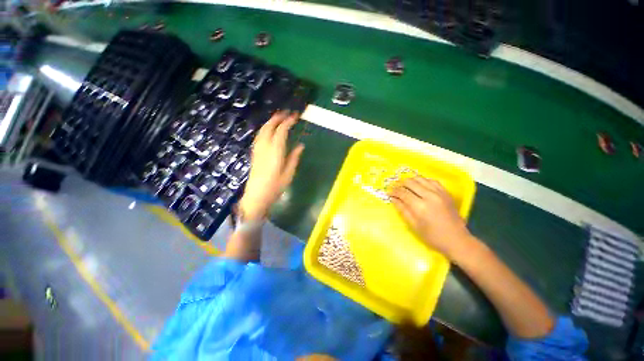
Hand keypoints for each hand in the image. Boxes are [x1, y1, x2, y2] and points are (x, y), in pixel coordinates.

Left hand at [239, 111, 304, 220]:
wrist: (256, 196)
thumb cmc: (275, 187)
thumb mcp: (288, 173)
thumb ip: (294, 157)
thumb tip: (300, 145)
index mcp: (275, 151)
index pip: (281, 131)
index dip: (288, 121)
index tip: (295, 116)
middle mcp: (265, 147)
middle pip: (269, 127)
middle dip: (277, 117)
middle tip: (286, 113)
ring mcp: (258, 149)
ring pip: (262, 130)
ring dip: (270, 122)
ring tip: (279, 118)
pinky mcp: (255, 153)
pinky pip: (259, 136)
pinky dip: (265, 129)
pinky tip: (269, 130)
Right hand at [390, 176, 472, 258]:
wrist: (457, 240)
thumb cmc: (433, 236)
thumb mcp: (414, 225)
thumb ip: (402, 210)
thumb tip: (393, 199)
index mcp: (420, 206)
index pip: (403, 193)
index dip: (394, 191)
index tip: (388, 192)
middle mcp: (430, 196)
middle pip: (410, 182)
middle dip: (400, 184)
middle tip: (395, 188)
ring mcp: (439, 193)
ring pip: (420, 179)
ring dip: (410, 181)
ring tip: (404, 185)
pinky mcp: (446, 193)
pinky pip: (431, 180)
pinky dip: (423, 181)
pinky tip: (419, 185)